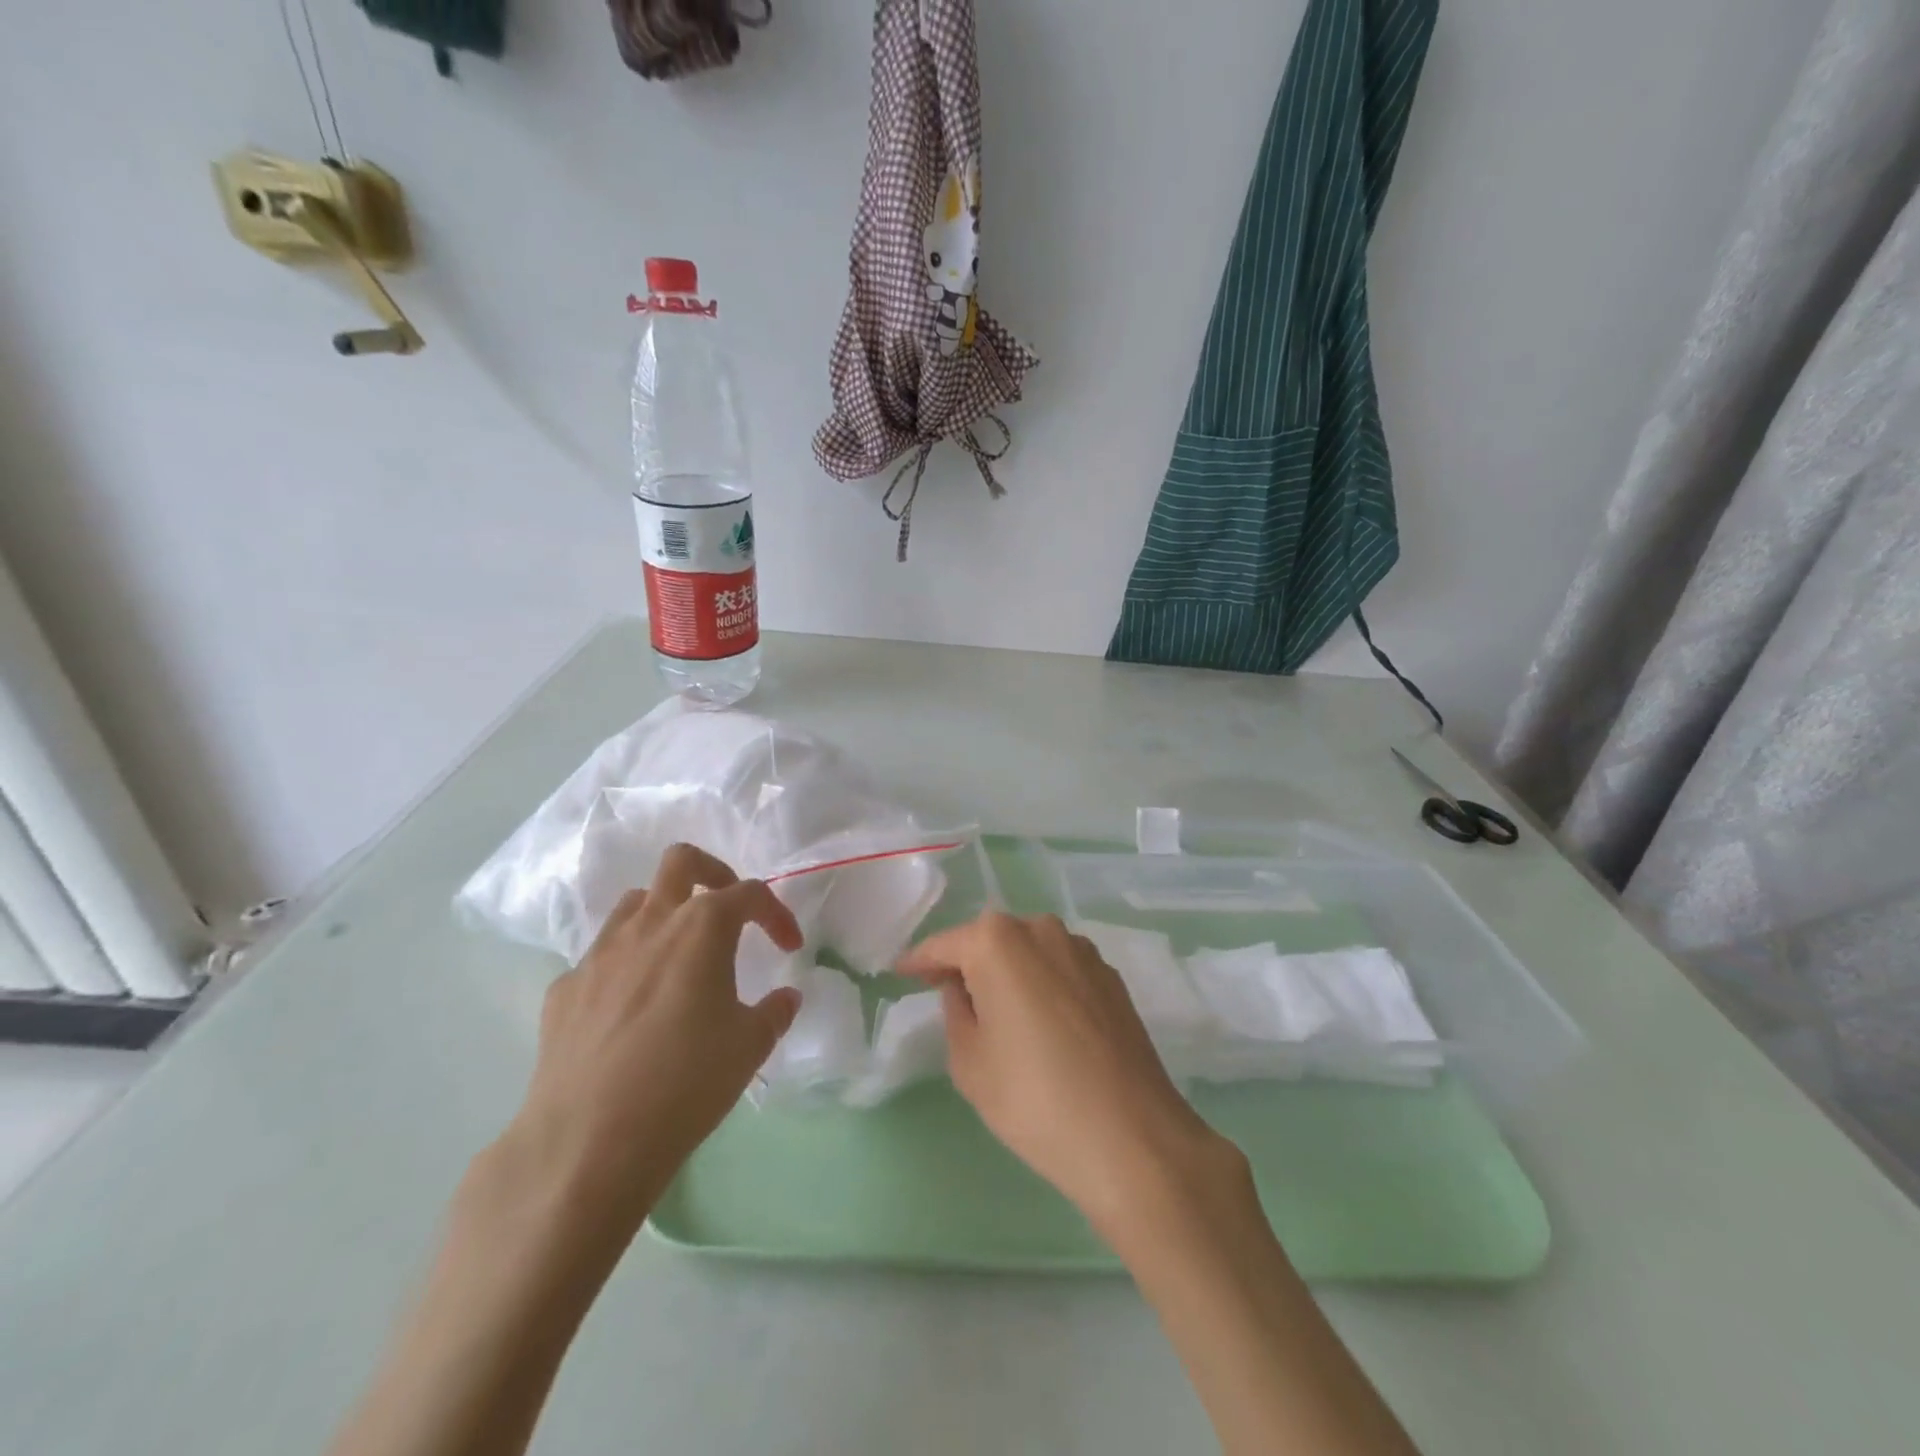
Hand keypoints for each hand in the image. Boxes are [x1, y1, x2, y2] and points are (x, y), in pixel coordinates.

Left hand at [507, 844, 802, 1232]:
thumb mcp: (750, 1047)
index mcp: (702, 927)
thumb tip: (785, 998)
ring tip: (680, 956)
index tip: (789, 947)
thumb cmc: (686, 1082)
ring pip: (634, 903)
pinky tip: (632, 1010)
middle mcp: (649, 924)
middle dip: (713, 874)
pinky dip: (625, 966)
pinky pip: (601, 958)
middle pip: (681, 862)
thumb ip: (774, 1012)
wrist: (588, 1142)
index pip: (750, 894)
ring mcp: (599, 953)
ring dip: (664, 914)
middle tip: (728, 912)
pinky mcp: (564, 989)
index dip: (777, 914)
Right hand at [899, 912, 1233, 1236]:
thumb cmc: (1034, 1099)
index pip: (945, 944)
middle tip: (946, 993)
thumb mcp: (970, 1062)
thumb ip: (956, 1012)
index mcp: (998, 942)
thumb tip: (963, 988)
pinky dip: (1041, 983)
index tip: (901, 973)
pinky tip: (1041, 1021)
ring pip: (1029, 951)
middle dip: (966, 962)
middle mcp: (1042, 930)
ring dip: (1008, 971)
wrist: (1133, 1138)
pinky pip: (1060, 968)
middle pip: (990, 940)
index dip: (919, 961)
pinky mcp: (1111, 977)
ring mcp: (1082, 950)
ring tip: (996, 1009)